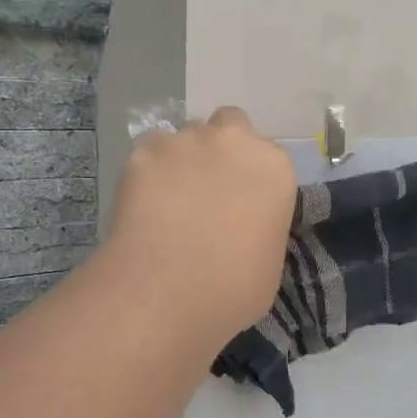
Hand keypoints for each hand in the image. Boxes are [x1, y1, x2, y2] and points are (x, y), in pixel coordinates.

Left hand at [106, 107, 296, 348]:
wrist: (166, 292)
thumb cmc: (233, 289)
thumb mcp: (270, 262)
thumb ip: (262, 227)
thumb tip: (244, 226)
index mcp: (274, 168)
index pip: (269, 156)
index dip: (254, 178)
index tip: (244, 204)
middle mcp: (233, 142)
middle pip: (230, 125)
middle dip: (222, 148)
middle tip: (210, 189)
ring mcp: (184, 143)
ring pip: (185, 136)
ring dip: (183, 158)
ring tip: (170, 199)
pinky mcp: (142, 153)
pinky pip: (148, 151)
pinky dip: (148, 170)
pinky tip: (143, 202)